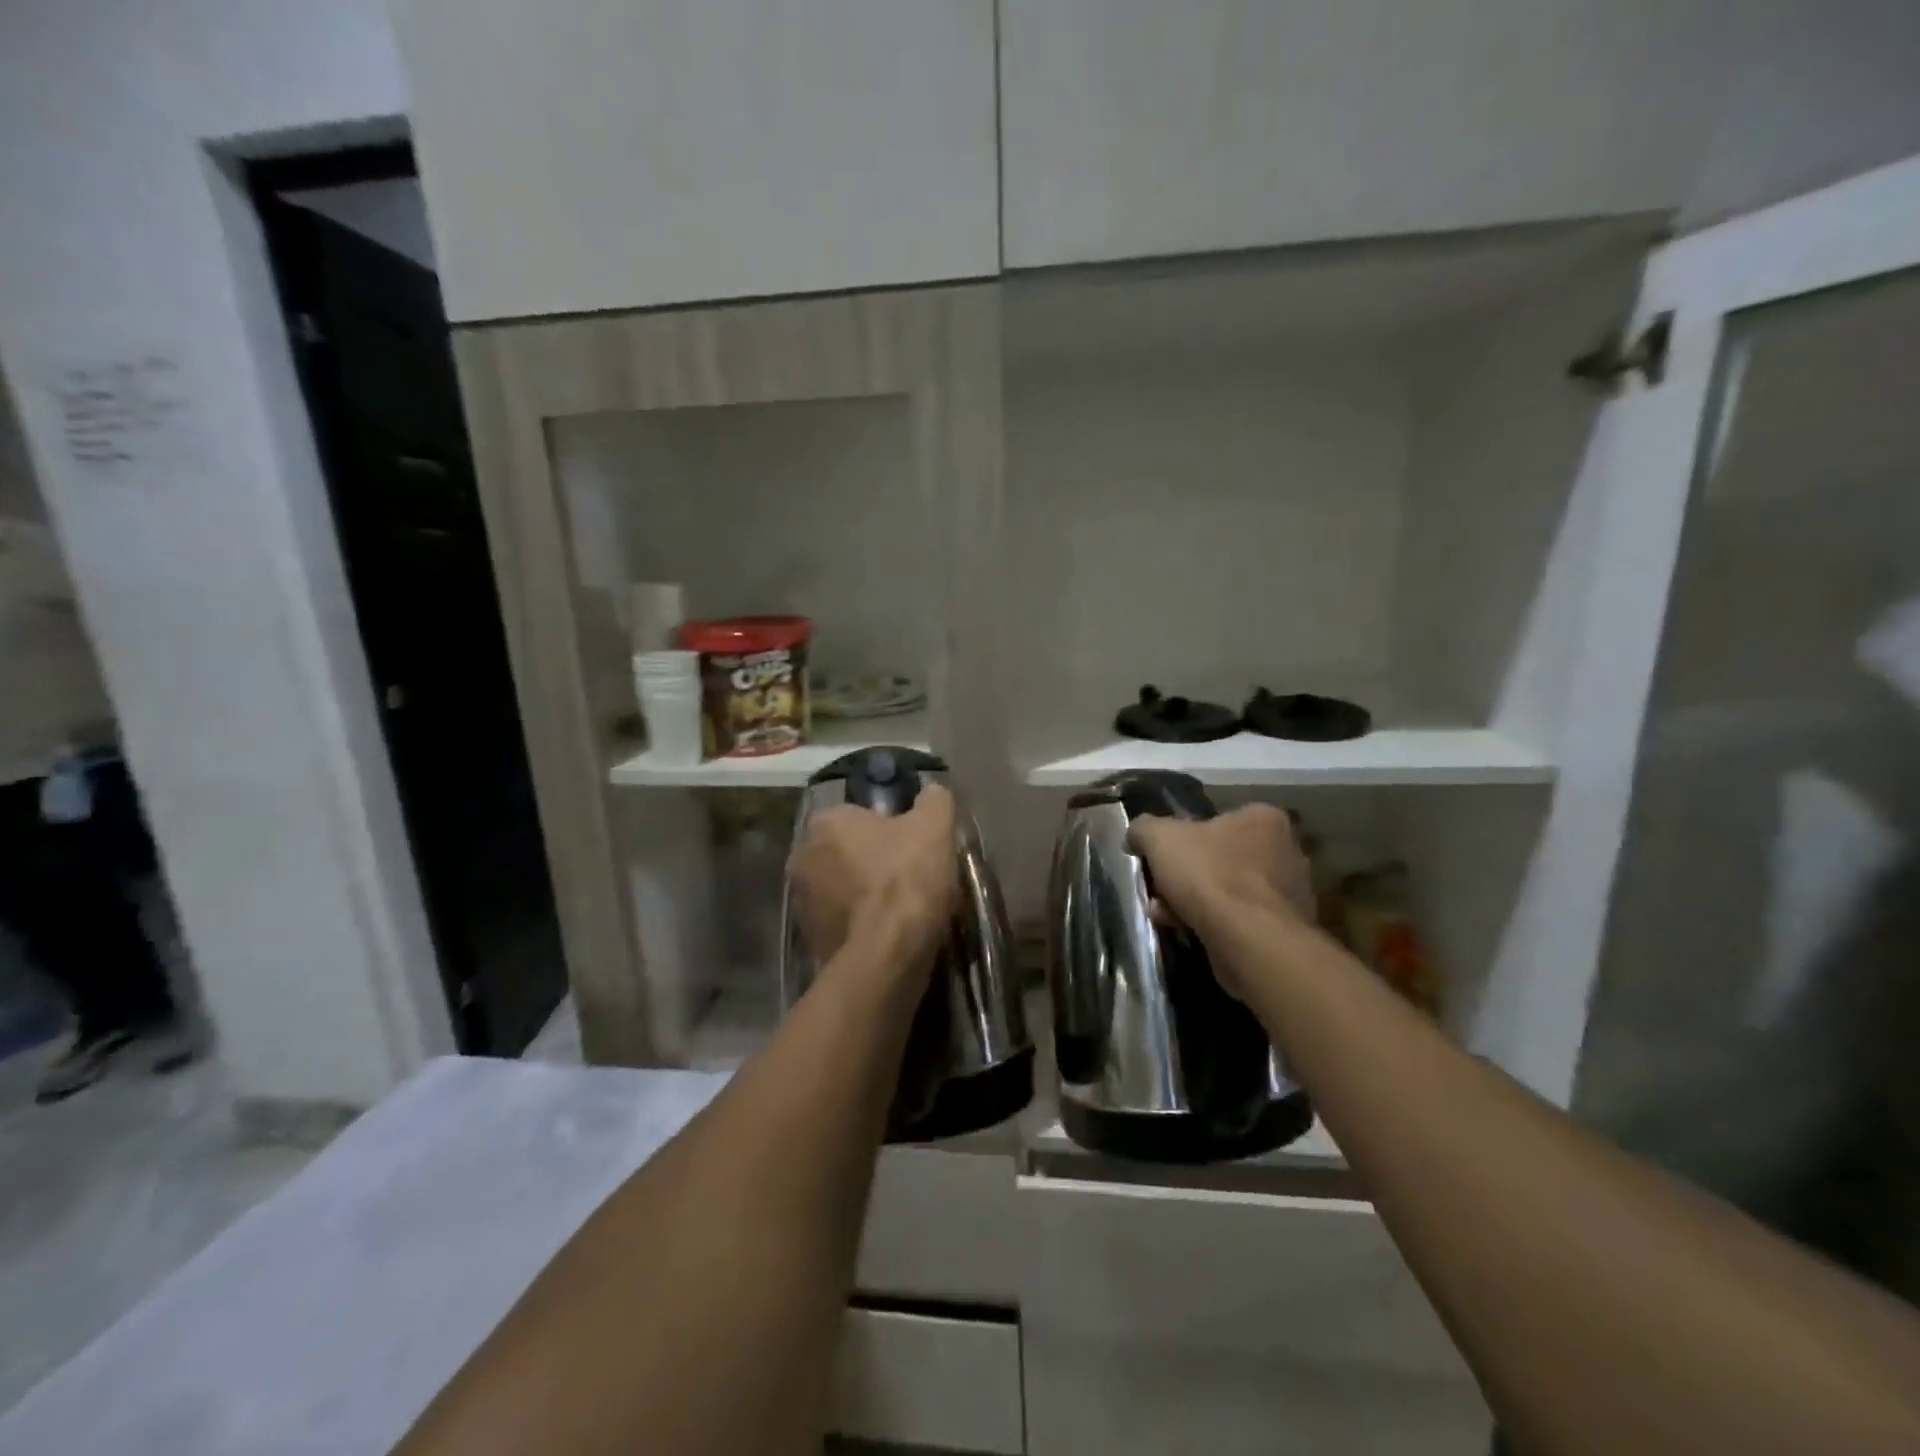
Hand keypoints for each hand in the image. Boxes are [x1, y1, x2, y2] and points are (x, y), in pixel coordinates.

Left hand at [790, 784, 958, 972]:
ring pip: (843, 888)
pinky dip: (861, 924)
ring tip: (903, 909)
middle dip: (873, 861)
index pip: (858, 815)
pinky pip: (842, 921)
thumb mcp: (935, 825)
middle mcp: (803, 856)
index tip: (913, 846)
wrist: (887, 953)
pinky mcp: (810, 939)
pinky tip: (890, 933)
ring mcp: (802, 902)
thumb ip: (933, 800)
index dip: (889, 828)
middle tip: (911, 876)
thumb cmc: (906, 877)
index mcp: (825, 822)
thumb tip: (932, 793)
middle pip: (848, 852)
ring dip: (865, 894)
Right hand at [1128, 803, 1313, 977]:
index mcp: (1265, 820)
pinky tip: (1185, 930)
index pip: (1217, 820)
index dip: (1183, 839)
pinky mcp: (1285, 930)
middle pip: (1220, 858)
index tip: (1162, 859)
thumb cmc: (1209, 875)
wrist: (1249, 941)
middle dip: (1186, 875)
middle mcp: (1286, 851)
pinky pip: (1239, 920)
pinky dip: (1212, 923)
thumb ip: (1144, 828)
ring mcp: (1291, 894)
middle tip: (1160, 889)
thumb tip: (1137, 837)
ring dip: (1194, 901)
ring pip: (1227, 891)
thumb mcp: (1159, 837)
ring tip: (1165, 914)